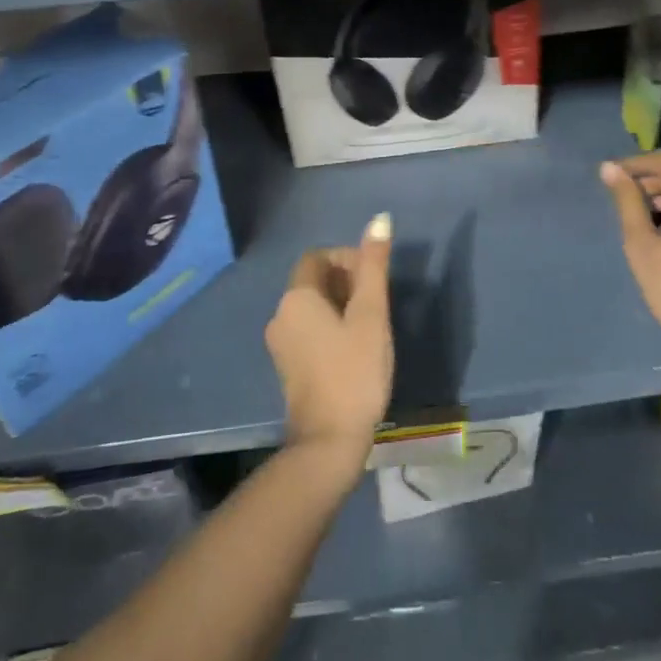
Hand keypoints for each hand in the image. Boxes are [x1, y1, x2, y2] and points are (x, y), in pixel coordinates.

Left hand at [266, 214, 394, 462]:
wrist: (329, 441)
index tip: (374, 278)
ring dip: (340, 304)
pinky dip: (330, 326)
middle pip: (313, 279)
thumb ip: (374, 266)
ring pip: (311, 306)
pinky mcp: (287, 366)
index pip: (318, 257)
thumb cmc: (354, 371)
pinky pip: (308, 329)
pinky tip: (354, 347)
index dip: (347, 258)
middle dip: (346, 280)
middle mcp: (280, 314)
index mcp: (296, 297)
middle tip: (377, 302)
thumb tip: (380, 218)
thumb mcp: (371, 315)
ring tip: (371, 325)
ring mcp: (280, 343)